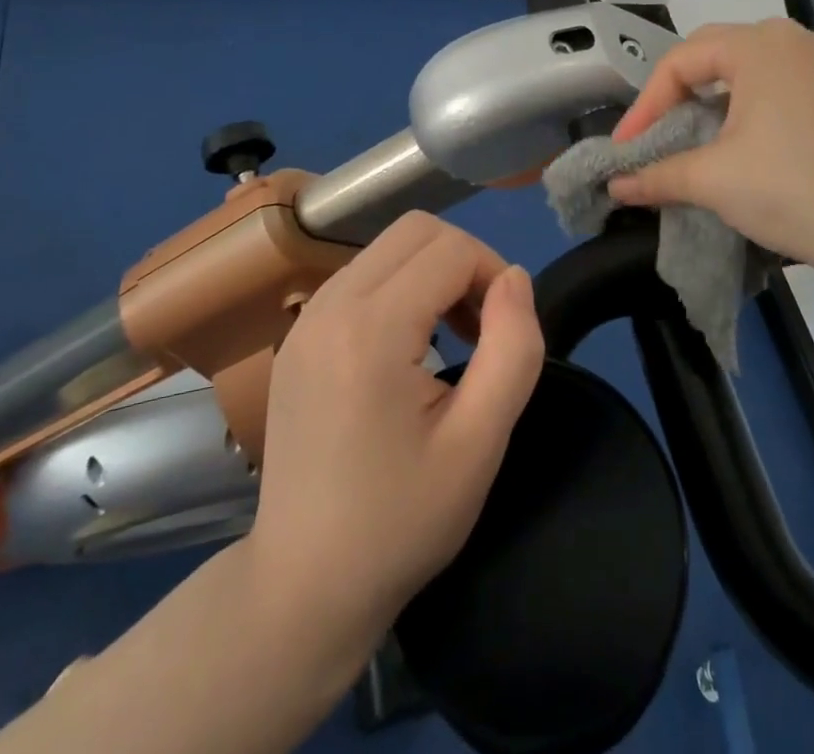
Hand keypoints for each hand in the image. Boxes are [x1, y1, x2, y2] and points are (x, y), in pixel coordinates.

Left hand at [245, 211, 545, 646]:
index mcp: (370, 329)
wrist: (304, 584)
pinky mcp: (298, 335)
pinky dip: (398, 288)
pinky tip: (408, 347)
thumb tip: (515, 278)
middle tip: (482, 326)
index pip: (450, 248)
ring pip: (386, 247)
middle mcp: (329, 305)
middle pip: (414, 229)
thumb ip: (512, 348)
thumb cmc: (400, 520)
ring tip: (451, 337)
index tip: (506, 330)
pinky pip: (360, 276)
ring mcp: (306, 318)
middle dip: (464, 261)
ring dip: (431, 272)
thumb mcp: (479, 442)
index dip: (493, 274)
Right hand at [607, 18, 813, 272]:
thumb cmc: (792, 192)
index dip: (646, 105)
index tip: (629, 147)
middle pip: (717, 53)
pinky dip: (760, 103)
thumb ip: (656, 175)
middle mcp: (797, 39)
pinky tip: (758, 140)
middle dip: (680, 93)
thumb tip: (616, 186)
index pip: (681, 61)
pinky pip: (791, 81)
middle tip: (660, 133)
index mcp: (759, 45)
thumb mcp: (713, 181)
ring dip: (720, 96)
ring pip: (756, 66)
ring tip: (704, 135)